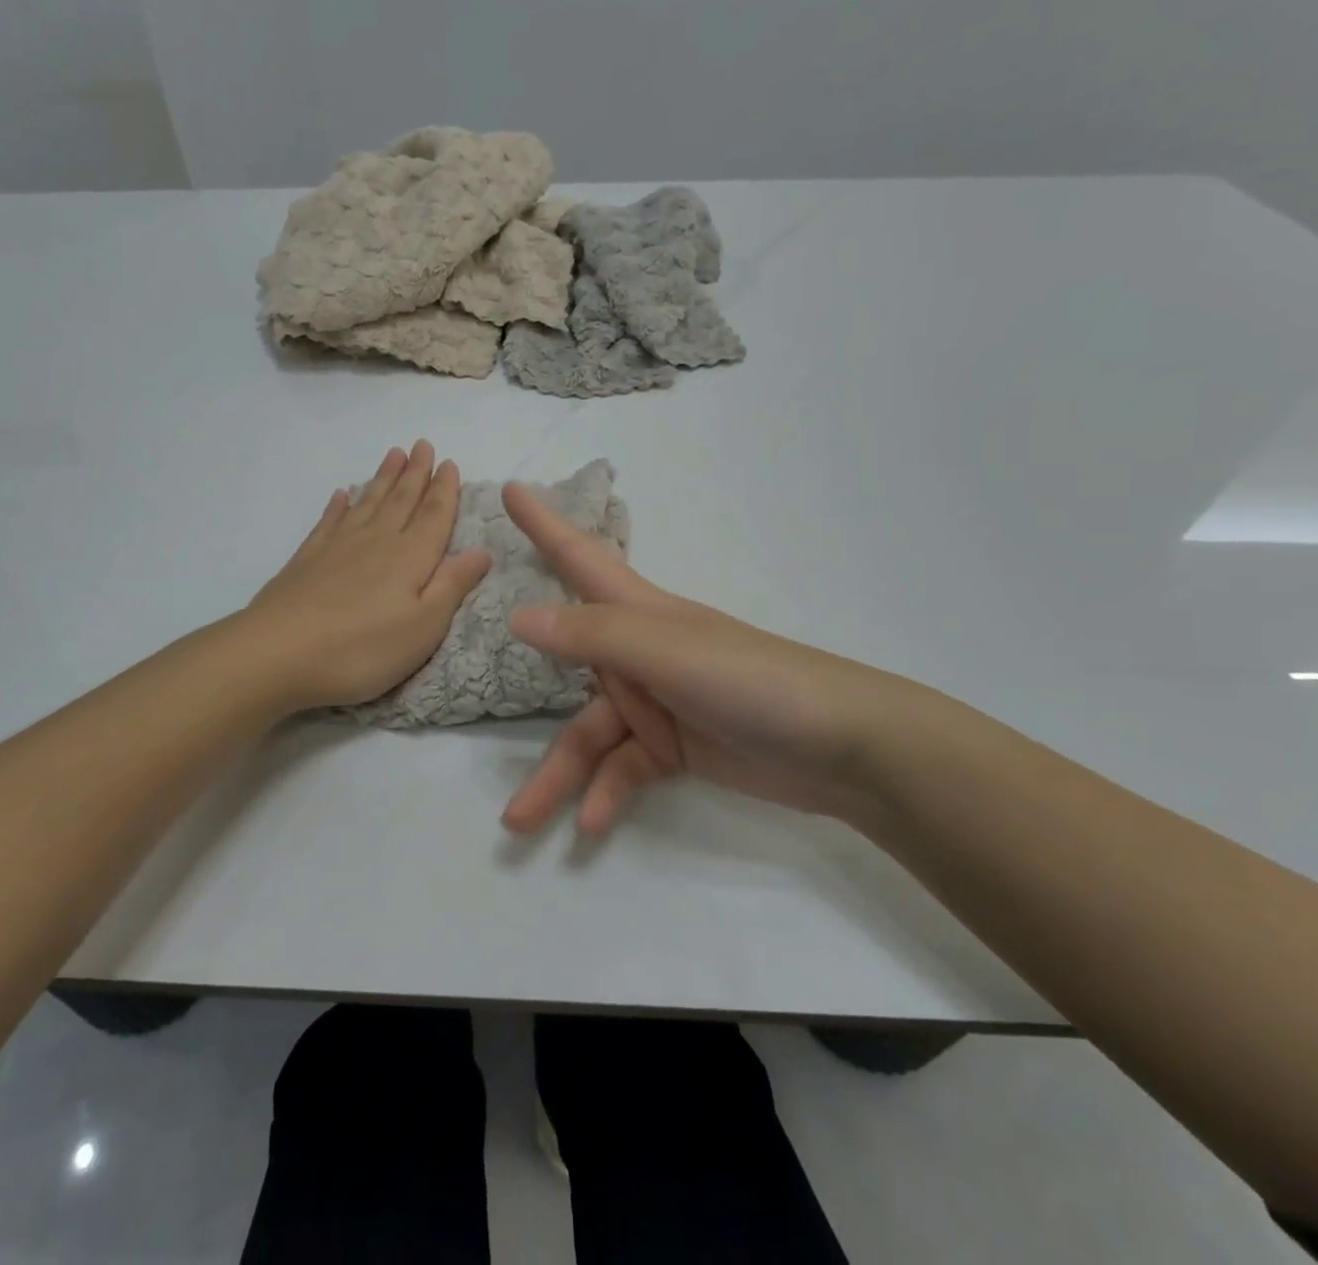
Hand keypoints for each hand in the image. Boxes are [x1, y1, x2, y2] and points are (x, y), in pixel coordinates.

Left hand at [245, 441, 491, 711]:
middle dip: (415, 473)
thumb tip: (482, 551)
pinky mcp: (307, 560)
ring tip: (393, 454)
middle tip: (422, 444)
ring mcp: (338, 548)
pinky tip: (342, 494)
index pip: (433, 516)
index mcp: (410, 558)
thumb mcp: (423, 628)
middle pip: (401, 500)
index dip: (444, 490)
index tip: (449, 463)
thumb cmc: (361, 649)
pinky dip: (338, 506)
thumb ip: (451, 586)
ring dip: (383, 478)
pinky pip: (329, 522)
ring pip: (368, 503)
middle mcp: (377, 542)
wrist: (277, 654)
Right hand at [499, 483, 948, 835]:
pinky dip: (607, 794)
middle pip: (565, 668)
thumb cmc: (753, 680)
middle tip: (474, 677)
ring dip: (559, 776)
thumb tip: (517, 618)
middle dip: (525, 676)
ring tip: (518, 821)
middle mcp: (639, 650)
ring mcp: (655, 700)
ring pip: (588, 735)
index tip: (511, 490)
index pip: (579, 555)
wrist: (843, 748)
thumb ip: (592, 636)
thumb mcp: (666, 653)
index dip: (544, 522)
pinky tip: (592, 826)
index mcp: (637, 611)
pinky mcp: (674, 746)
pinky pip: (624, 769)